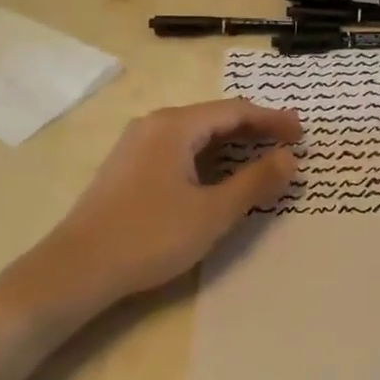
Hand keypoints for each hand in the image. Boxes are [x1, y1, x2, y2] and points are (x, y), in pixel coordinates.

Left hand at [33, 98, 299, 309]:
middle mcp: (154, 124)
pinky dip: (207, 156)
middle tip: (288, 143)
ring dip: (231, 143)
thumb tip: (289, 158)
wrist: (77, 268)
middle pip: (214, 117)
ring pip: (195, 134)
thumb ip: (255, 181)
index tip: (302, 134)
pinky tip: (218, 174)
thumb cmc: (150, 236)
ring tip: (261, 156)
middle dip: (254, 129)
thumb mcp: (212, 212)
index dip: (272, 120)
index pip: (235, 111)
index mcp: (175, 125)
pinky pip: (178, 148)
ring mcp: (136, 144)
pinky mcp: (127, 167)